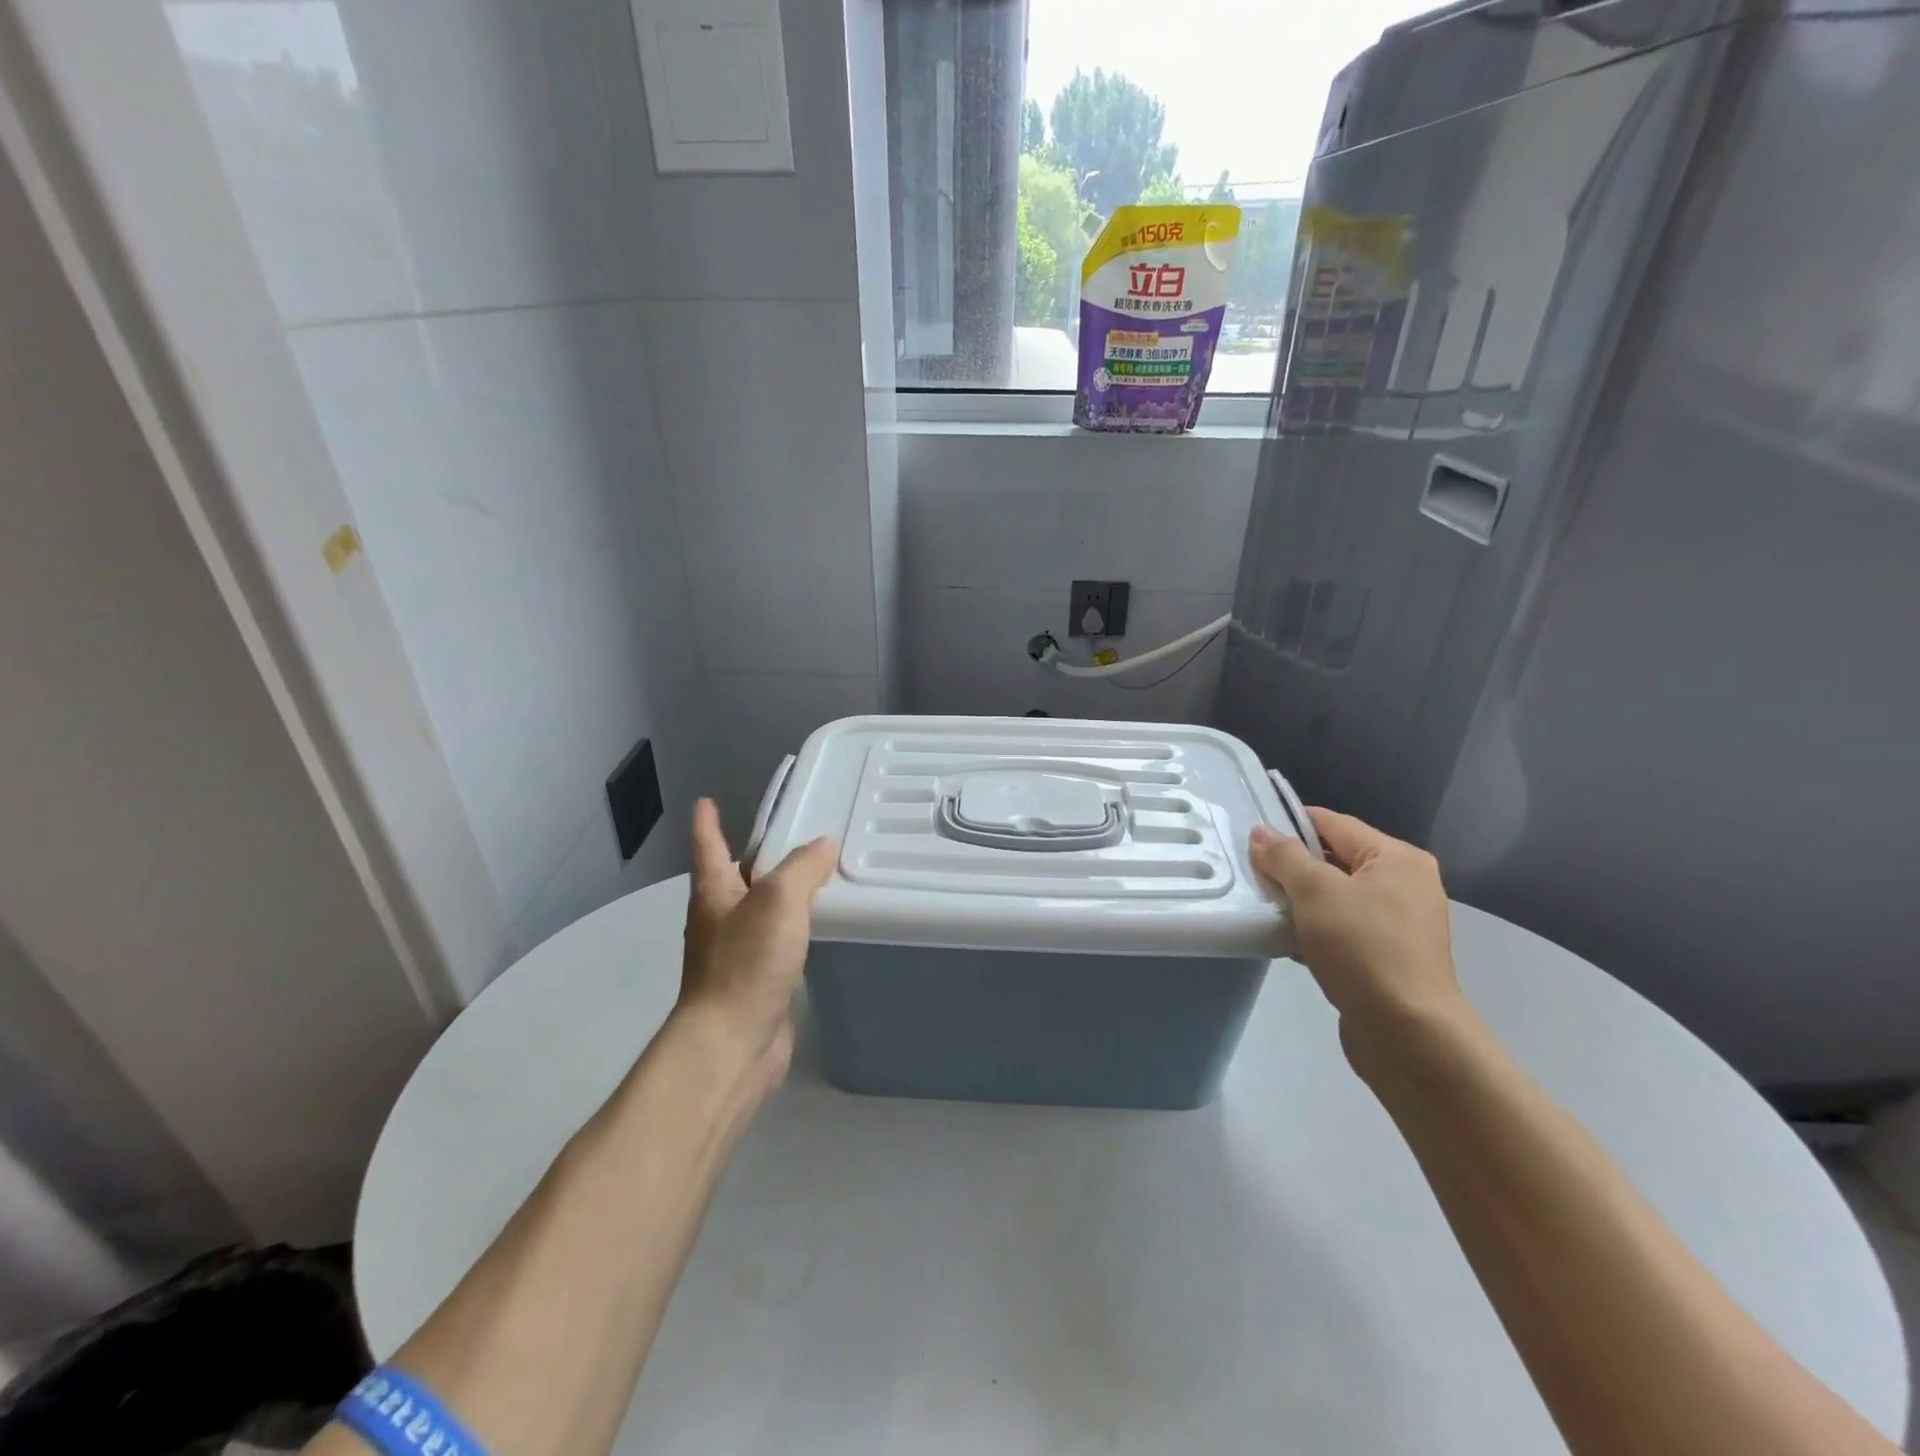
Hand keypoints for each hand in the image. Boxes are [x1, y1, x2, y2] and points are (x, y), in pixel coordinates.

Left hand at [675, 798, 836, 1088]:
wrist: (732, 1044)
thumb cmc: (746, 963)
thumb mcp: (778, 901)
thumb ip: (803, 868)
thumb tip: (823, 846)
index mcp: (714, 893)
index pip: (709, 846)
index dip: (708, 822)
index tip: (706, 800)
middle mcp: (720, 919)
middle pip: (737, 877)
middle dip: (758, 856)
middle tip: (795, 834)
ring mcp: (737, 953)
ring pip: (762, 910)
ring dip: (783, 893)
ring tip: (819, 874)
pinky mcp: (759, 981)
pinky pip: (780, 941)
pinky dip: (797, 928)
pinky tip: (822, 926)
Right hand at [1249, 809, 1467, 1070]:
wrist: (1408, 1034)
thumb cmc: (1364, 948)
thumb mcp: (1316, 892)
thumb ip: (1284, 856)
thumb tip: (1261, 833)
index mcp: (1397, 859)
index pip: (1334, 824)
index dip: (1290, 825)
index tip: (1250, 837)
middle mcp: (1404, 885)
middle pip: (1334, 860)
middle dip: (1291, 867)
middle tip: (1250, 874)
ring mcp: (1398, 924)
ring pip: (1334, 897)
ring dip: (1299, 901)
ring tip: (1261, 907)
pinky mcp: (1387, 958)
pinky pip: (1341, 929)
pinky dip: (1312, 930)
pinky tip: (1283, 940)